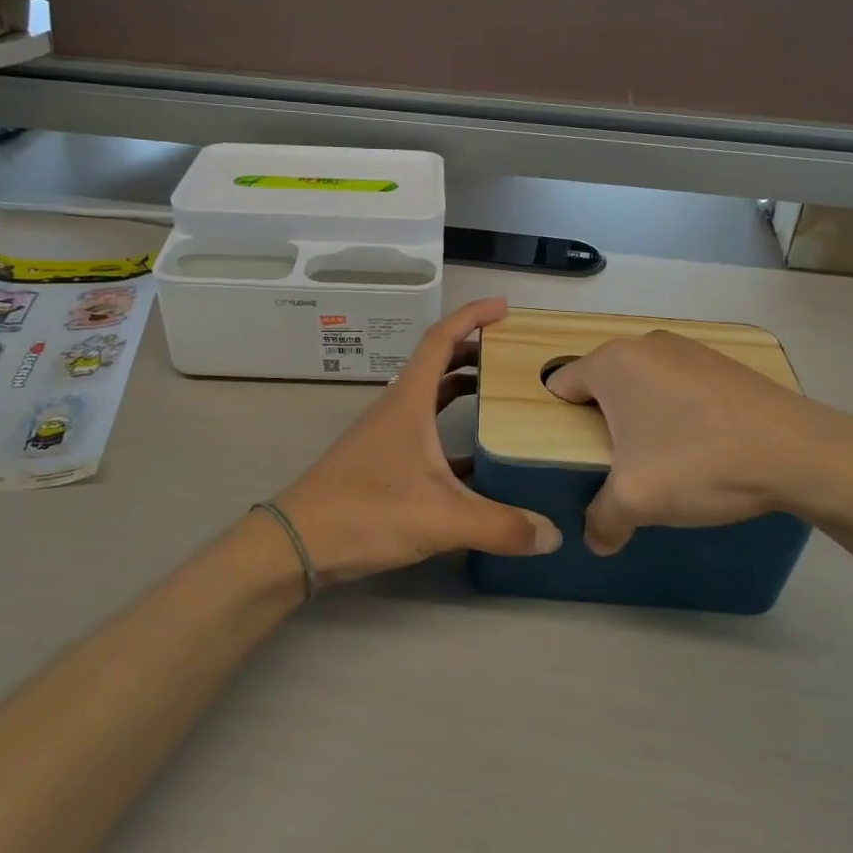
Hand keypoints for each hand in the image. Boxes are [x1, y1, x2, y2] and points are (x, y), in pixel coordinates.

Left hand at [275, 298, 560, 581]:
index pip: (441, 339)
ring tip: (502, 398)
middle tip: (513, 357)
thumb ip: (501, 526)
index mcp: (409, 401)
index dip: (472, 316)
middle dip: (474, 352)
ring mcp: (386, 436)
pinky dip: (452, 436)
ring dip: (462, 391)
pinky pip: (425, 436)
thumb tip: (554, 535)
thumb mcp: (441, 519)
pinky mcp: (381, 464)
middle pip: (438, 365)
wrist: (298, 544)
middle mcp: (397, 410)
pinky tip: (478, 461)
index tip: (504, 308)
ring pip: (430, 400)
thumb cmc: (367, 512)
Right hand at [546, 331, 852, 553]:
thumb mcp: (636, 500)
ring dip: (641, 420)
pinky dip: (677, 414)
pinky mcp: (723, 365)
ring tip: (659, 461)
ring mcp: (689, 350)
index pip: (561, 386)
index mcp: (613, 363)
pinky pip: (678, 388)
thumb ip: (601, 520)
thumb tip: (596, 541)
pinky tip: (699, 449)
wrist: (800, 453)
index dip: (557, 423)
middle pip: (602, 385)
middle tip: (613, 466)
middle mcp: (646, 344)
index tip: (572, 456)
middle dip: (601, 424)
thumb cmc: (699, 462)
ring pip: (643, 387)